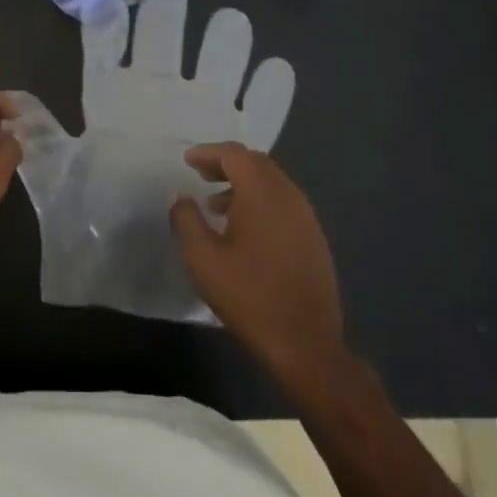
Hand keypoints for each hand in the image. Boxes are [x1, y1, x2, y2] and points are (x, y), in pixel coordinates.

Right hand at [169, 143, 348, 395]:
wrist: (306, 344)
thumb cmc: (249, 296)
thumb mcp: (202, 258)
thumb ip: (186, 219)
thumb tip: (182, 198)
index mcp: (262, 193)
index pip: (235, 154)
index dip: (209, 152)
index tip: (188, 160)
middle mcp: (288, 196)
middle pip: (256, 163)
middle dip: (227, 164)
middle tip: (201, 176)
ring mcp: (306, 217)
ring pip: (272, 184)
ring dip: (243, 185)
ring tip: (216, 205)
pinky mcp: (314, 239)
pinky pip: (284, 204)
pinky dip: (260, 202)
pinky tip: (244, 230)